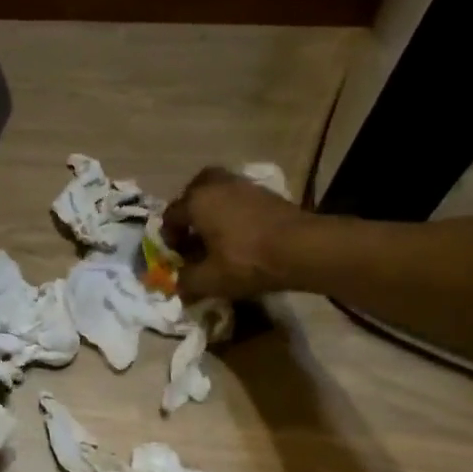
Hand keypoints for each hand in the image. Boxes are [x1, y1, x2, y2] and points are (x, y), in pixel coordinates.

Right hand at [161, 167, 309, 300]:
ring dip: (214, 210)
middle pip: (194, 192)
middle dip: (190, 212)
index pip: (171, 216)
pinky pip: (240, 198)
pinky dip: (235, 212)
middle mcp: (216, 185)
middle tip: (195, 234)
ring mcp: (244, 185)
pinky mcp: (267, 193)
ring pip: (219, 192)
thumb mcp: (210, 280)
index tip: (177, 256)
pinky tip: (242, 234)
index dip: (169, 237)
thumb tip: (178, 285)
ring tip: (219, 234)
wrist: (303, 249)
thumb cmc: (247, 261)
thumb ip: (187, 282)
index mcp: (196, 201)